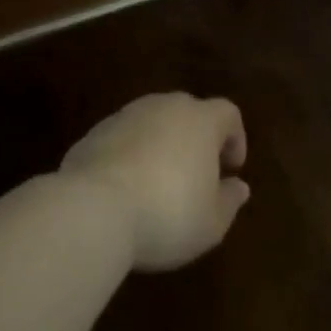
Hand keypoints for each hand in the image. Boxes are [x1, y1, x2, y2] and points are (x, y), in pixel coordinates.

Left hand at [60, 93, 250, 270]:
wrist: (92, 210)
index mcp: (200, 120)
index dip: (235, 138)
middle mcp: (164, 107)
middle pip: (189, 112)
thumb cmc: (167, 215)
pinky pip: (123, 139)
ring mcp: (125, 116)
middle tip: (197, 175)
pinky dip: (130, 155)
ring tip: (158, 184)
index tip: (231, 169)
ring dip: (161, 146)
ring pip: (153, 123)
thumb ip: (229, 201)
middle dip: (196, 139)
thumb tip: (238, 186)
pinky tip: (125, 190)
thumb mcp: (211, 223)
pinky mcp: (94, 133)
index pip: (228, 113)